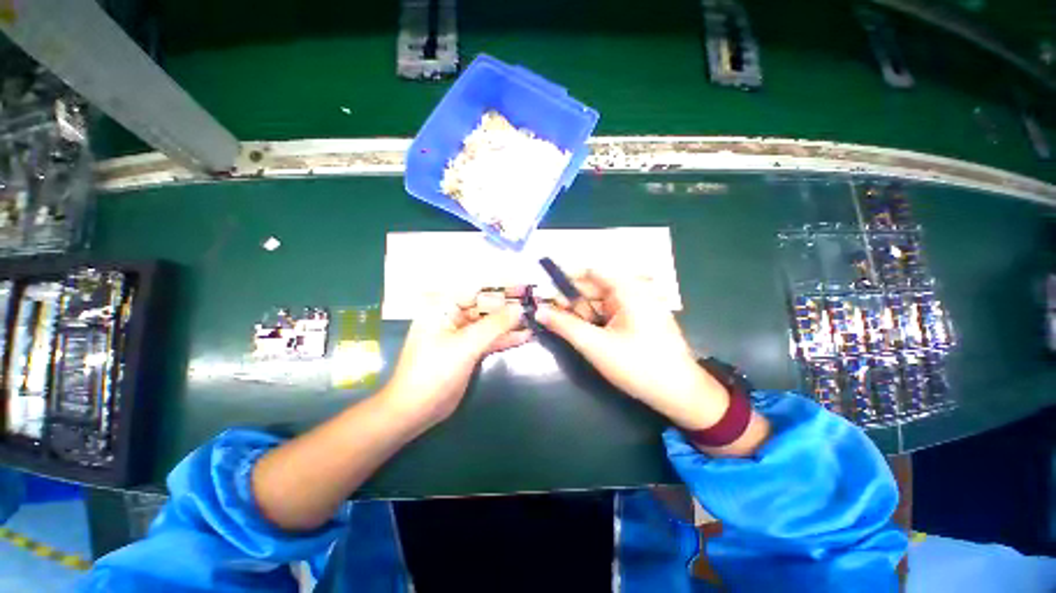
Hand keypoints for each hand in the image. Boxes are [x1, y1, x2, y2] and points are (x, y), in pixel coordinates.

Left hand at [384, 291, 529, 427]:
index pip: (477, 289)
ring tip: (535, 319)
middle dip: (509, 306)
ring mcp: (461, 333)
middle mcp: (452, 315)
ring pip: (489, 323)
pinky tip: (525, 335)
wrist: (416, 409)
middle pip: (485, 305)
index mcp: (443, 306)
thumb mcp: (466, 345)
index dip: (502, 287)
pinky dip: (505, 338)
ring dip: (510, 323)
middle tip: (534, 303)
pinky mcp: (468, 349)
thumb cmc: (435, 371)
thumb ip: (495, 325)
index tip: (525, 287)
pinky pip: (489, 339)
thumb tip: (519, 308)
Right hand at [535, 271, 730, 430]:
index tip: (544, 289)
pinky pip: (609, 313)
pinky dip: (592, 319)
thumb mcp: (596, 345)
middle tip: (546, 311)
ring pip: (599, 302)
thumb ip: (565, 326)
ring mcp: (637, 307)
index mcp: (628, 290)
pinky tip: (579, 330)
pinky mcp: (638, 321)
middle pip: (594, 287)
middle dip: (570, 298)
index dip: (566, 277)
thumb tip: (539, 311)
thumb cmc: (638, 366)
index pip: (591, 271)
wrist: (680, 395)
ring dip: (579, 311)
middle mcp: (633, 292)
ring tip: (558, 322)